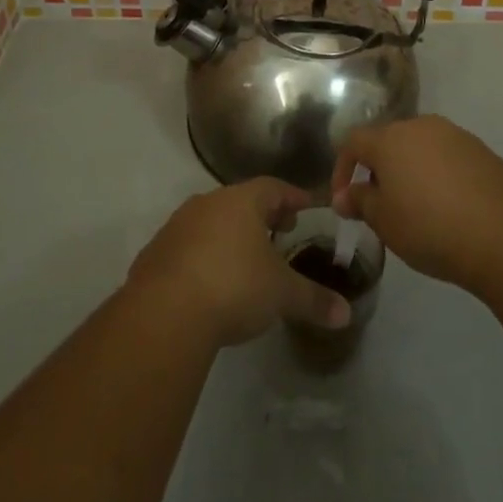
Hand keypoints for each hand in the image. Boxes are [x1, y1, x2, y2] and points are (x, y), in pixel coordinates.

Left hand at [127, 180, 351, 347]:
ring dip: (230, 234)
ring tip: (246, 258)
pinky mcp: (155, 252)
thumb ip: (314, 300)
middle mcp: (207, 203)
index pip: (273, 187)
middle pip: (241, 201)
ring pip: (212, 221)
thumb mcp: (282, 295)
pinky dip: (204, 255)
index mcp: (241, 201)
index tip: (307, 206)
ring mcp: (177, 226)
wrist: (164, 313)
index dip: (293, 197)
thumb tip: (346, 314)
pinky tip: (211, 280)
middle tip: (281, 231)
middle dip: (262, 215)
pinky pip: (188, 245)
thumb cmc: (234, 287)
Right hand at [330, 115, 502, 295]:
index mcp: (390, 138)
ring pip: (420, 148)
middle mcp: (421, 126)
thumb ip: (360, 202)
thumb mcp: (385, 222)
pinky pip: (448, 159)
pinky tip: (448, 208)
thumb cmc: (430, 227)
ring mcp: (456, 136)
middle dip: (378, 170)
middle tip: (380, 205)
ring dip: (410, 172)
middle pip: (389, 141)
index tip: (344, 200)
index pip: (353, 142)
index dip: (342, 168)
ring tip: (415, 208)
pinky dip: (439, 177)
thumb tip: (343, 196)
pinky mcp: (483, 152)